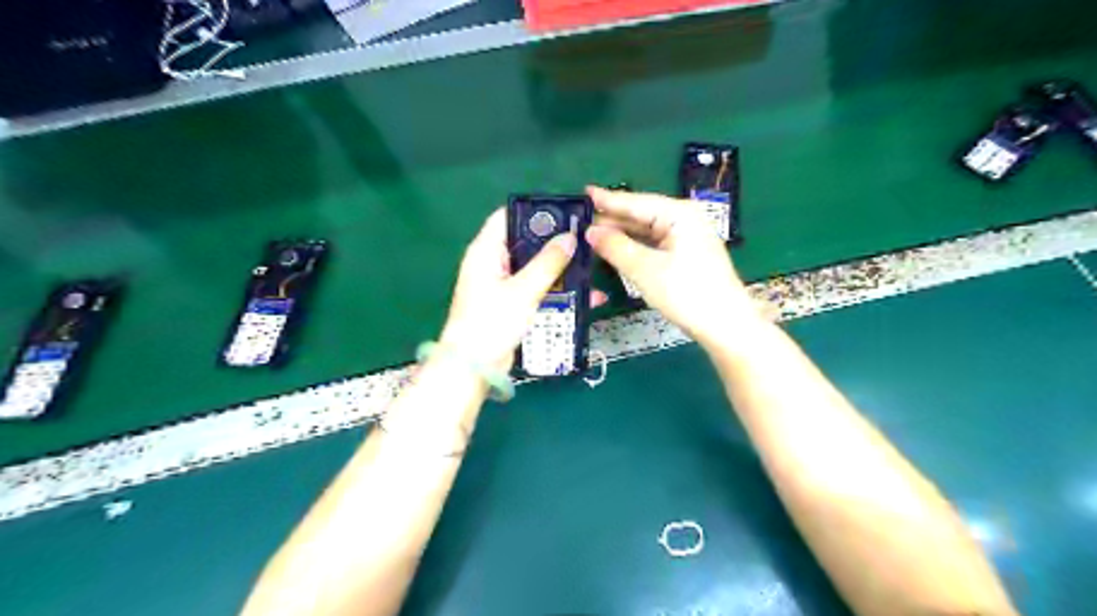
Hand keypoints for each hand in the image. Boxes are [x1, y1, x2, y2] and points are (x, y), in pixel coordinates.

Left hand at [440, 206, 608, 369]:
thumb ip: (548, 263)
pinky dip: (557, 292)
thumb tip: (570, 237)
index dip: (533, 212)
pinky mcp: (513, 306)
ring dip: (560, 270)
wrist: (475, 367)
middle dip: (554, 243)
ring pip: (535, 269)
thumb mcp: (523, 290)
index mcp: (486, 251)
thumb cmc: (492, 322)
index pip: (507, 217)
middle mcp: (493, 264)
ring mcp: (503, 286)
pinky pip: (538, 291)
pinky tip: (585, 296)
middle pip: (526, 243)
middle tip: (585, 240)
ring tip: (590, 267)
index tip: (564, 213)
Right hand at [583, 184, 763, 349]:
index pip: (636, 202)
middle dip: (612, 220)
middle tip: (580, 222)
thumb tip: (590, 232)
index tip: (583, 193)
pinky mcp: (686, 257)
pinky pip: (653, 245)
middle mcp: (684, 220)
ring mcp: (686, 239)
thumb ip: (616, 247)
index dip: (608, 200)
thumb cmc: (687, 293)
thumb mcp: (646, 270)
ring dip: (622, 235)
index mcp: (679, 214)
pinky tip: (616, 250)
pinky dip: (634, 248)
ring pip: (646, 232)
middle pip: (641, 215)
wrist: (725, 326)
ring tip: (591, 235)